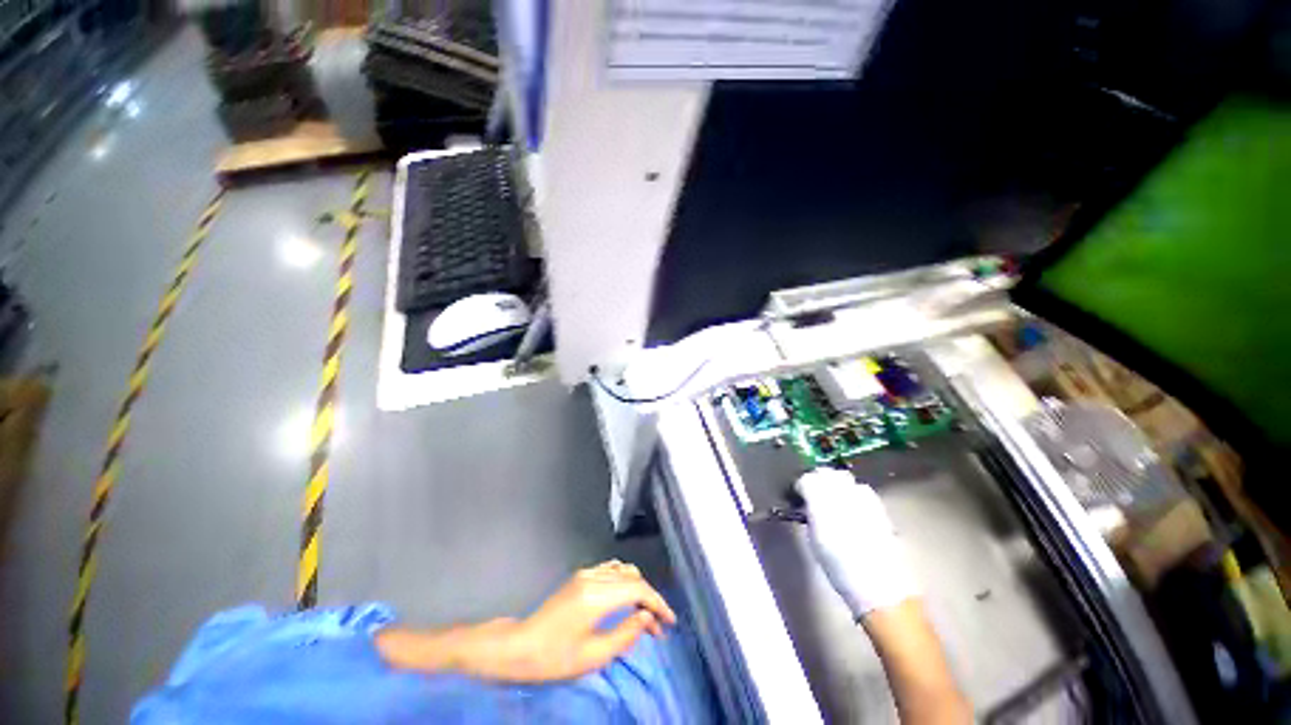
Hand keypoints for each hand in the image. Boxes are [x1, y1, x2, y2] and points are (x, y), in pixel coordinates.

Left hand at [376, 561, 675, 682]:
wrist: (519, 646)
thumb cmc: (554, 658)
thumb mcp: (594, 655)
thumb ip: (626, 633)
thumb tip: (647, 618)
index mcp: (598, 595)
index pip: (638, 590)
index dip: (658, 604)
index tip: (670, 622)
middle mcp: (594, 577)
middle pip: (633, 578)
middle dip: (650, 599)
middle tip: (659, 626)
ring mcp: (586, 573)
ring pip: (623, 571)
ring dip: (638, 589)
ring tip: (644, 614)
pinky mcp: (580, 576)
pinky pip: (610, 570)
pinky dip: (624, 581)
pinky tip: (625, 600)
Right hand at [797, 468, 918, 617]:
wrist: (881, 588)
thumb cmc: (840, 569)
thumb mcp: (815, 541)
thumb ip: (811, 515)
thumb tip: (808, 502)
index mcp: (822, 503)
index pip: (807, 479)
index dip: (801, 485)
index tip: (798, 495)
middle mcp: (843, 494)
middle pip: (827, 473)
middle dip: (818, 478)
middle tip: (813, 492)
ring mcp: (864, 499)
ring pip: (845, 478)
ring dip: (836, 483)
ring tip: (833, 498)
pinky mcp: (879, 507)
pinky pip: (861, 489)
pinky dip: (852, 492)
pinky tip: (851, 506)